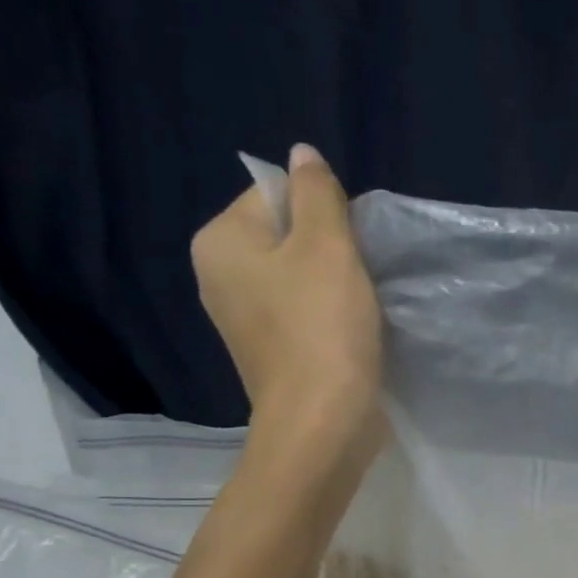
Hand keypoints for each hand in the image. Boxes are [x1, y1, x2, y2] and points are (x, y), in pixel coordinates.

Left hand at [192, 143, 383, 463]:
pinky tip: (350, 333)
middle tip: (358, 277)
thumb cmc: (322, 328)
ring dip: (333, 284)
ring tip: (359, 307)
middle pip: (286, 236)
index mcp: (220, 241)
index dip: (322, 212)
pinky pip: (301, 314)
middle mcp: (218, 276)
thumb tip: (302, 154)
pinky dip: (327, 316)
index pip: (274, 194)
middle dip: (328, 249)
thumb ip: (317, 193)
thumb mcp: (327, 246)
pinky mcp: (269, 352)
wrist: (321, 423)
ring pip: (297, 277)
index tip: (349, 247)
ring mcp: (242, 319)